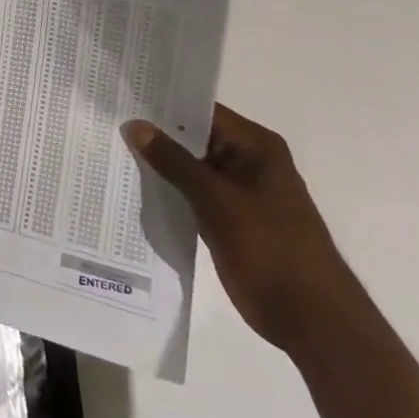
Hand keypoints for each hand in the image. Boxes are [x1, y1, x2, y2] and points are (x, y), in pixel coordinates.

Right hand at [123, 104, 362, 355]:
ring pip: (190, 168)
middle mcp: (248, 162)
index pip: (202, 111)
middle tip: (107, 121)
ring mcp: (238, 193)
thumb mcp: (217, 200)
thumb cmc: (271, 249)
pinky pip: (192, 194)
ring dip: (159, 164)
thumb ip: (173, 161)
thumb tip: (135, 124)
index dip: (164, 103)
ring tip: (111, 148)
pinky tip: (132, 186)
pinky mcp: (228, 219)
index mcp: (256, 147)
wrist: (311, 320)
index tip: (123, 97)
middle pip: (194, 138)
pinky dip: (168, 191)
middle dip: (155, 134)